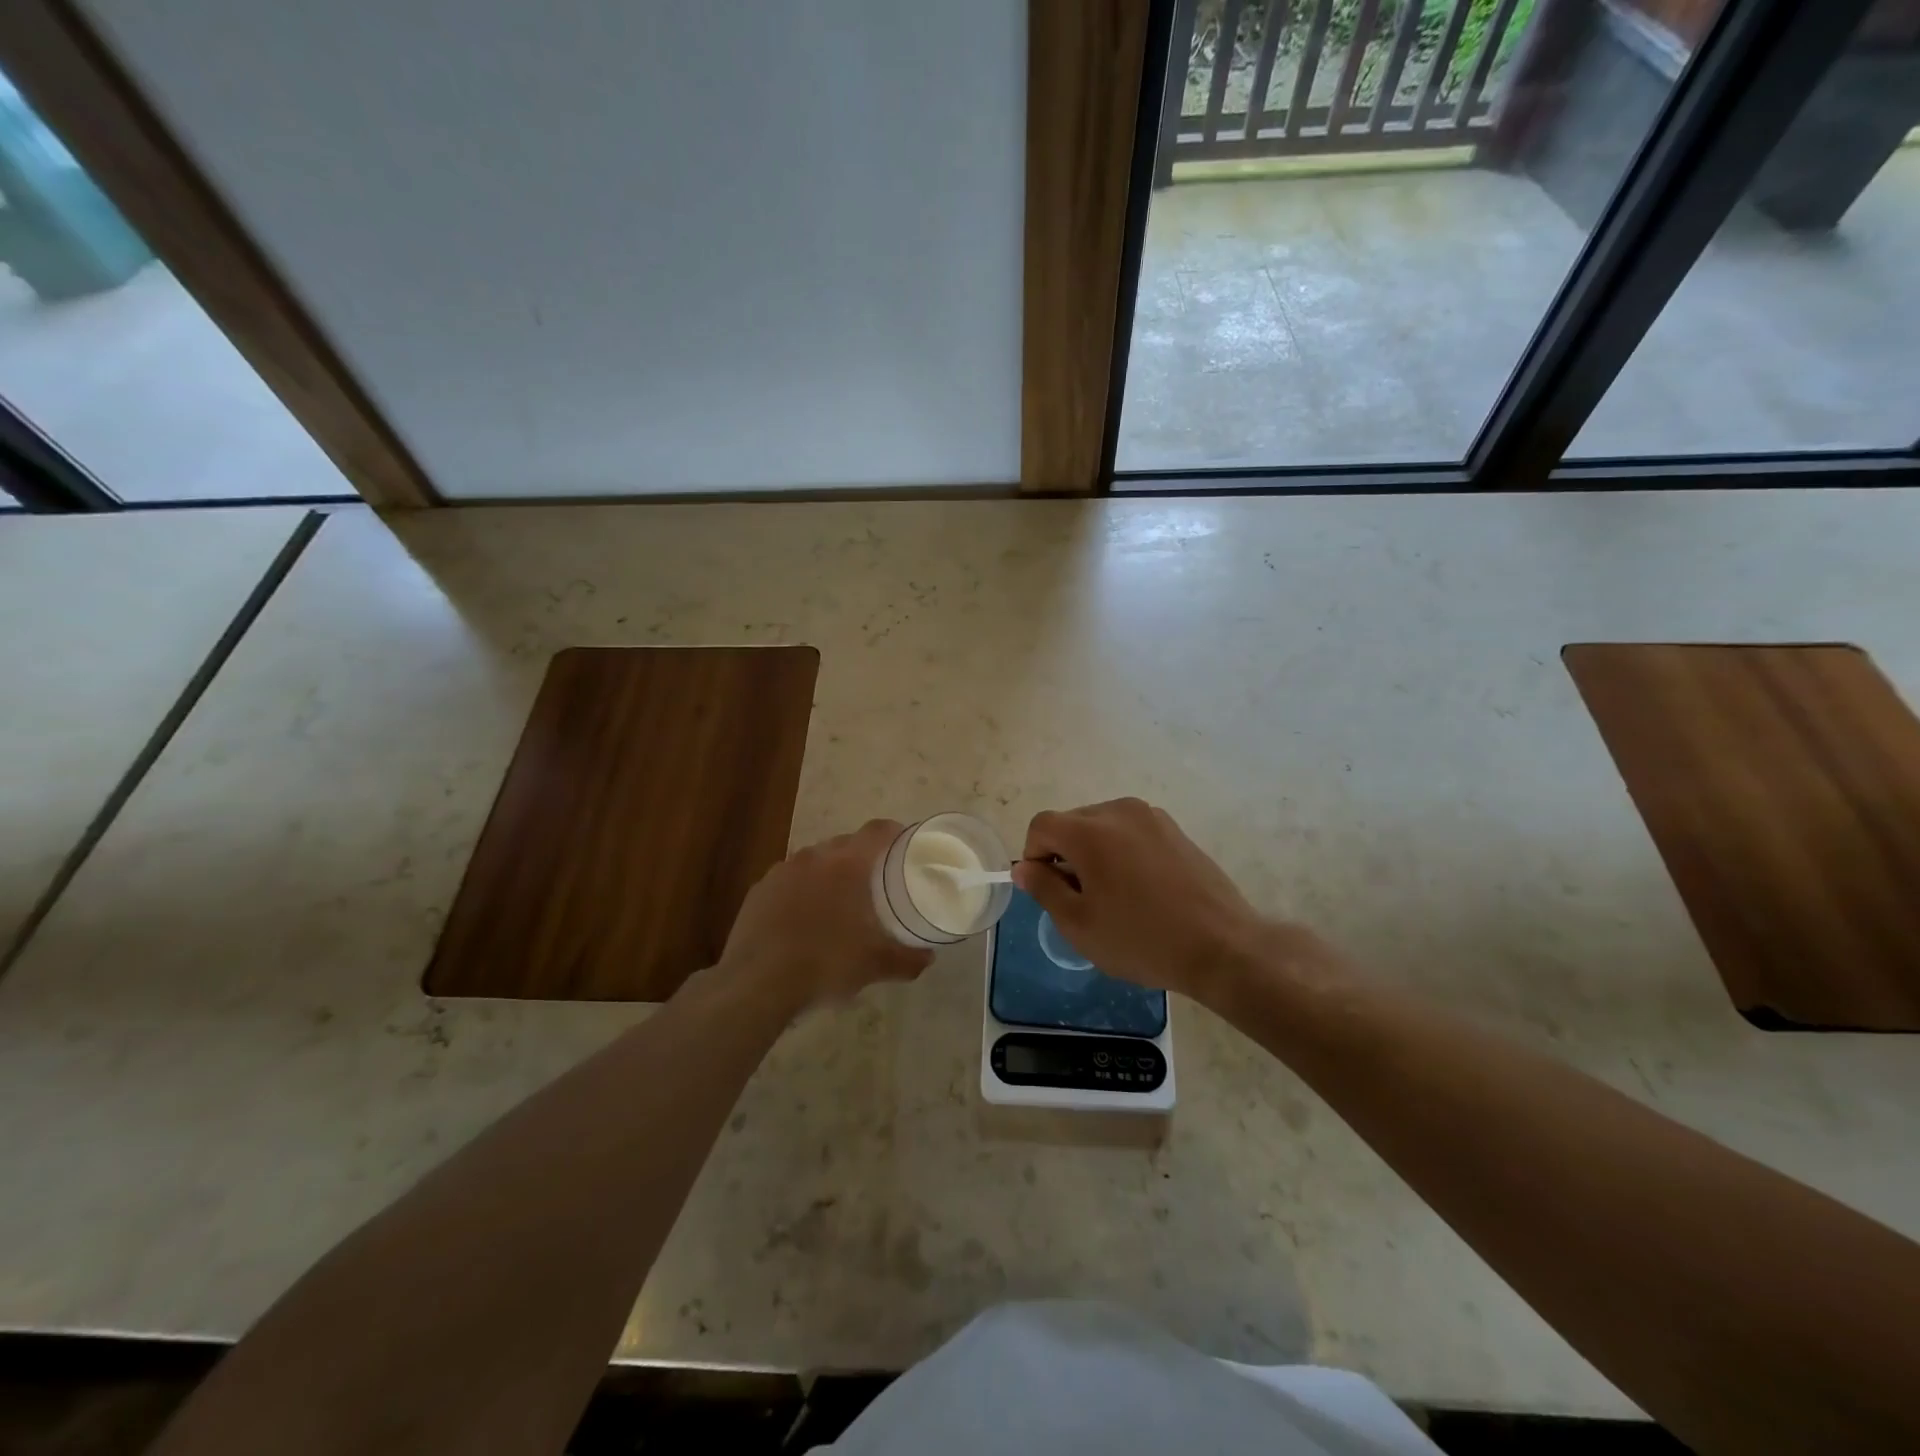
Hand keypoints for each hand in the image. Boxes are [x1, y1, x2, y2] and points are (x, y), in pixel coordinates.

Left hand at [718, 819, 932, 1014]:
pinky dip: (801, 891)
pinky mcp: (758, 891)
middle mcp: (814, 857)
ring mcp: (781, 871)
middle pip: (845, 843)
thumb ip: (907, 958)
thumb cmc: (825, 963)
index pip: (878, 831)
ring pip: (814, 861)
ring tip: (839, 901)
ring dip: (829, 874)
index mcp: (847, 864)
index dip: (895, 832)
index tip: (905, 845)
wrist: (756, 983)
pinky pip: (789, 881)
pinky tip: (803, 919)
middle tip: (876, 880)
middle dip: (862, 856)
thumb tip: (928, 957)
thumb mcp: (875, 965)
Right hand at [1012, 798, 1292, 1006]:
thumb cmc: (1141, 939)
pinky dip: (1122, 852)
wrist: (1222, 946)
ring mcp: (1152, 817)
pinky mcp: (1174, 829)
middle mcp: (1119, 811)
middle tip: (1081, 900)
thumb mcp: (1079, 924)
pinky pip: (1131, 832)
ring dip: (1094, 853)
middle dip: (1065, 855)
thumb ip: (1044, 888)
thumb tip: (1024, 867)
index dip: (1034, 856)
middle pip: (1072, 823)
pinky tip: (1141, 890)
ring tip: (1114, 896)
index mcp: (1090, 831)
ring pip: (1102, 826)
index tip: (1048, 891)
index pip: (1041, 826)